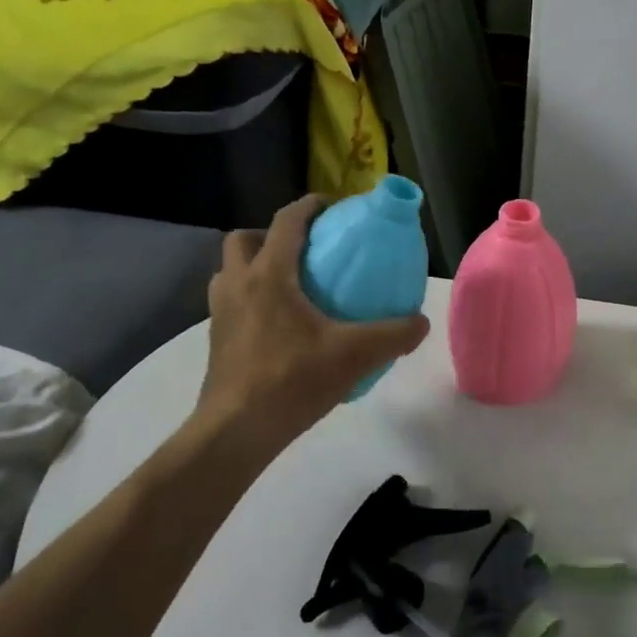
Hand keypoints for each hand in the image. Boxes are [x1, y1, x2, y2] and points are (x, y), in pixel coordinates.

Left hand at [187, 195, 428, 458]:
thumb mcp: (355, 355)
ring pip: (230, 271)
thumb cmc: (292, 380)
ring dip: (253, 267)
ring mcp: (220, 313)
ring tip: (288, 286)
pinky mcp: (215, 340)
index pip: (285, 222)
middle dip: (269, 235)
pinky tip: (277, 326)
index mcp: (269, 275)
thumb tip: (421, 322)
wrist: (236, 430)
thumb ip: (394, 335)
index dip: (308, 206)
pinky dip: (249, 300)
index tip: (330, 206)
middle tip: (301, 251)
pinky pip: (230, 302)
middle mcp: (237, 284)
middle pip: (242, 239)